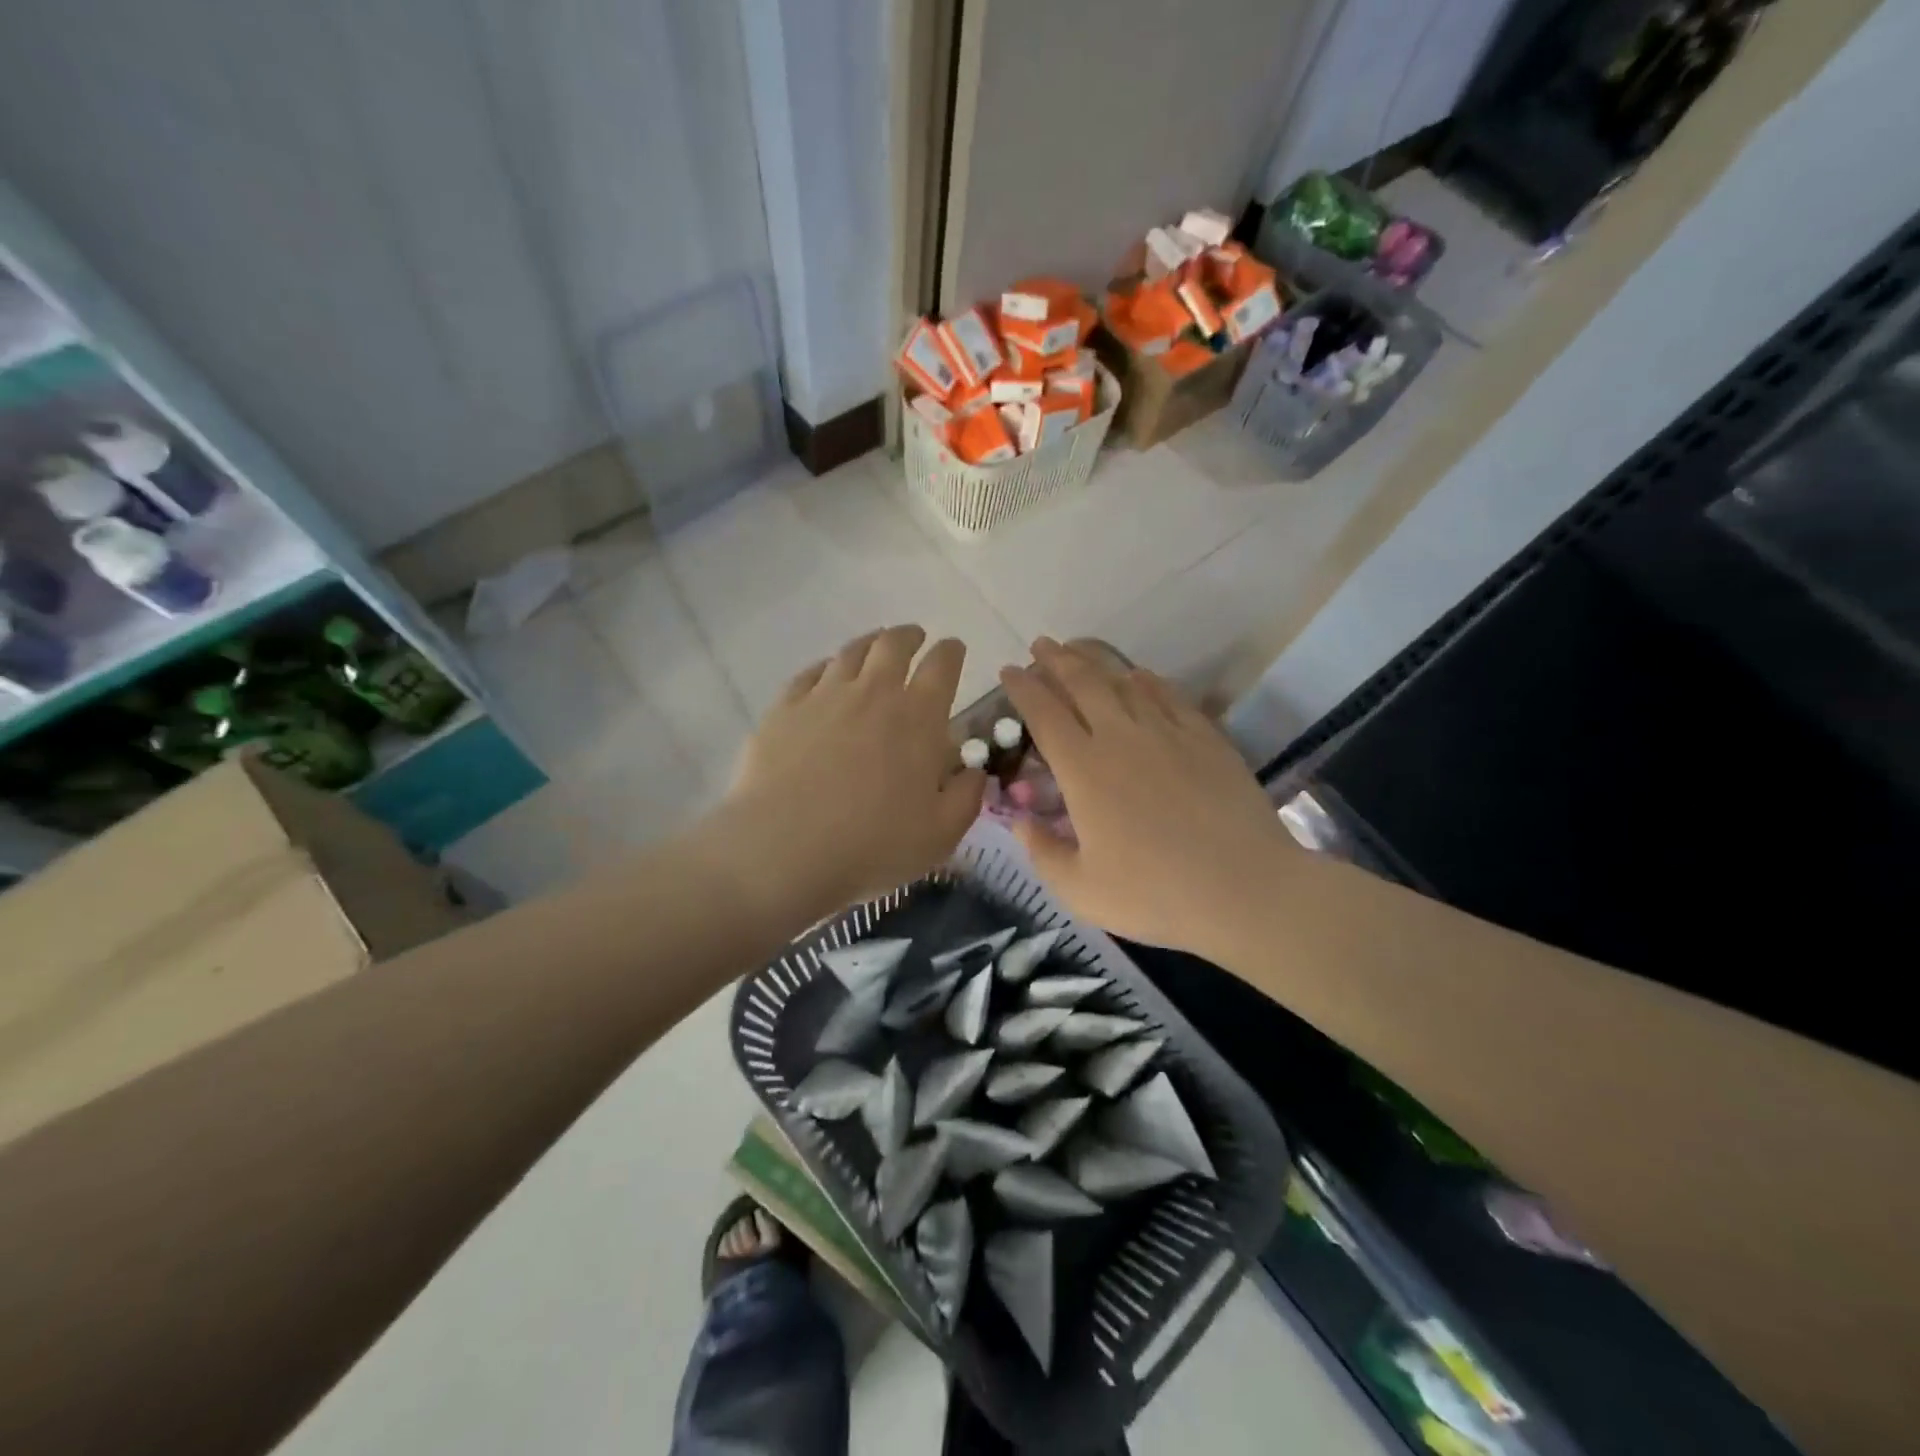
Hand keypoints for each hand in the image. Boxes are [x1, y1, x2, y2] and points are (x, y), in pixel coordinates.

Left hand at [719, 625, 985, 917]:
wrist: (783, 848)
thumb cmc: (873, 844)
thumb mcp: (941, 833)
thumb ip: (966, 797)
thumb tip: (974, 771)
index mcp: (919, 717)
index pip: (943, 666)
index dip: (951, 652)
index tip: (954, 649)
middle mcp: (873, 692)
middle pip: (893, 645)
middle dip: (909, 636)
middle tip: (915, 637)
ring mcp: (824, 696)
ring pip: (851, 652)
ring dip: (869, 643)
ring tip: (875, 646)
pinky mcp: (784, 708)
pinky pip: (809, 673)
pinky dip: (826, 666)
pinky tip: (826, 674)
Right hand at [999, 639, 1295, 957]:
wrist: (1243, 889)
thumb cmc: (1154, 894)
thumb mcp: (1079, 889)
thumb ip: (1042, 852)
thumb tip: (1020, 821)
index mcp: (1083, 771)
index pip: (1044, 714)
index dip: (1022, 689)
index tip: (1008, 671)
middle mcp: (1121, 738)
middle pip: (1082, 684)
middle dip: (1056, 660)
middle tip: (1041, 645)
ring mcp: (1167, 733)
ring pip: (1125, 682)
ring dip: (1097, 661)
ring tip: (1079, 649)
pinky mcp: (1205, 738)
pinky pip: (1169, 696)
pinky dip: (1148, 680)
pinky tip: (1140, 675)